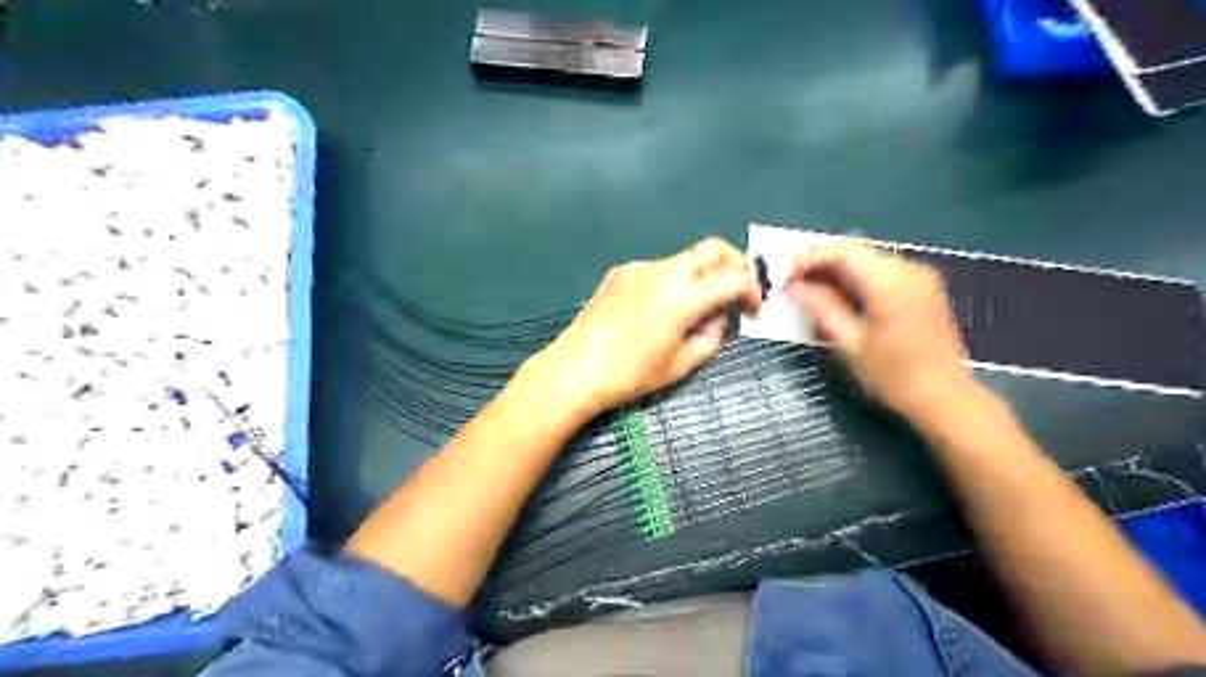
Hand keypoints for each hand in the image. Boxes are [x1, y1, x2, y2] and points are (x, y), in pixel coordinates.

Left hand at [523, 238, 755, 418]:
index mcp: (683, 296)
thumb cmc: (630, 375)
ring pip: (684, 259)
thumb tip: (721, 317)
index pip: (733, 279)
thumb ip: (711, 337)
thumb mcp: (680, 365)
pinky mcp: (620, 272)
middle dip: (734, 265)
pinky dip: (672, 280)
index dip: (752, 291)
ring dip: (701, 274)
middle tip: (737, 291)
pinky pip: (657, 269)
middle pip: (712, 249)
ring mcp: (639, 268)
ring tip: (697, 306)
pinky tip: (660, 308)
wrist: (574, 369)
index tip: (754, 309)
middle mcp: (664, 271)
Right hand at [789, 241, 971, 420]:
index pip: (842, 252)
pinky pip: (882, 271)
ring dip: (837, 271)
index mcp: (889, 283)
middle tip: (794, 283)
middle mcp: (907, 270)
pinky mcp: (923, 288)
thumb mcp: (849, 343)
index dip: (810, 259)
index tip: (786, 274)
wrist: (944, 397)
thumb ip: (821, 307)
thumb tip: (794, 286)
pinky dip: (857, 278)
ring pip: (867, 260)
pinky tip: (840, 297)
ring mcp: (919, 277)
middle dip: (821, 264)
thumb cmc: (893, 376)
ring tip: (811, 292)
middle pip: (855, 252)